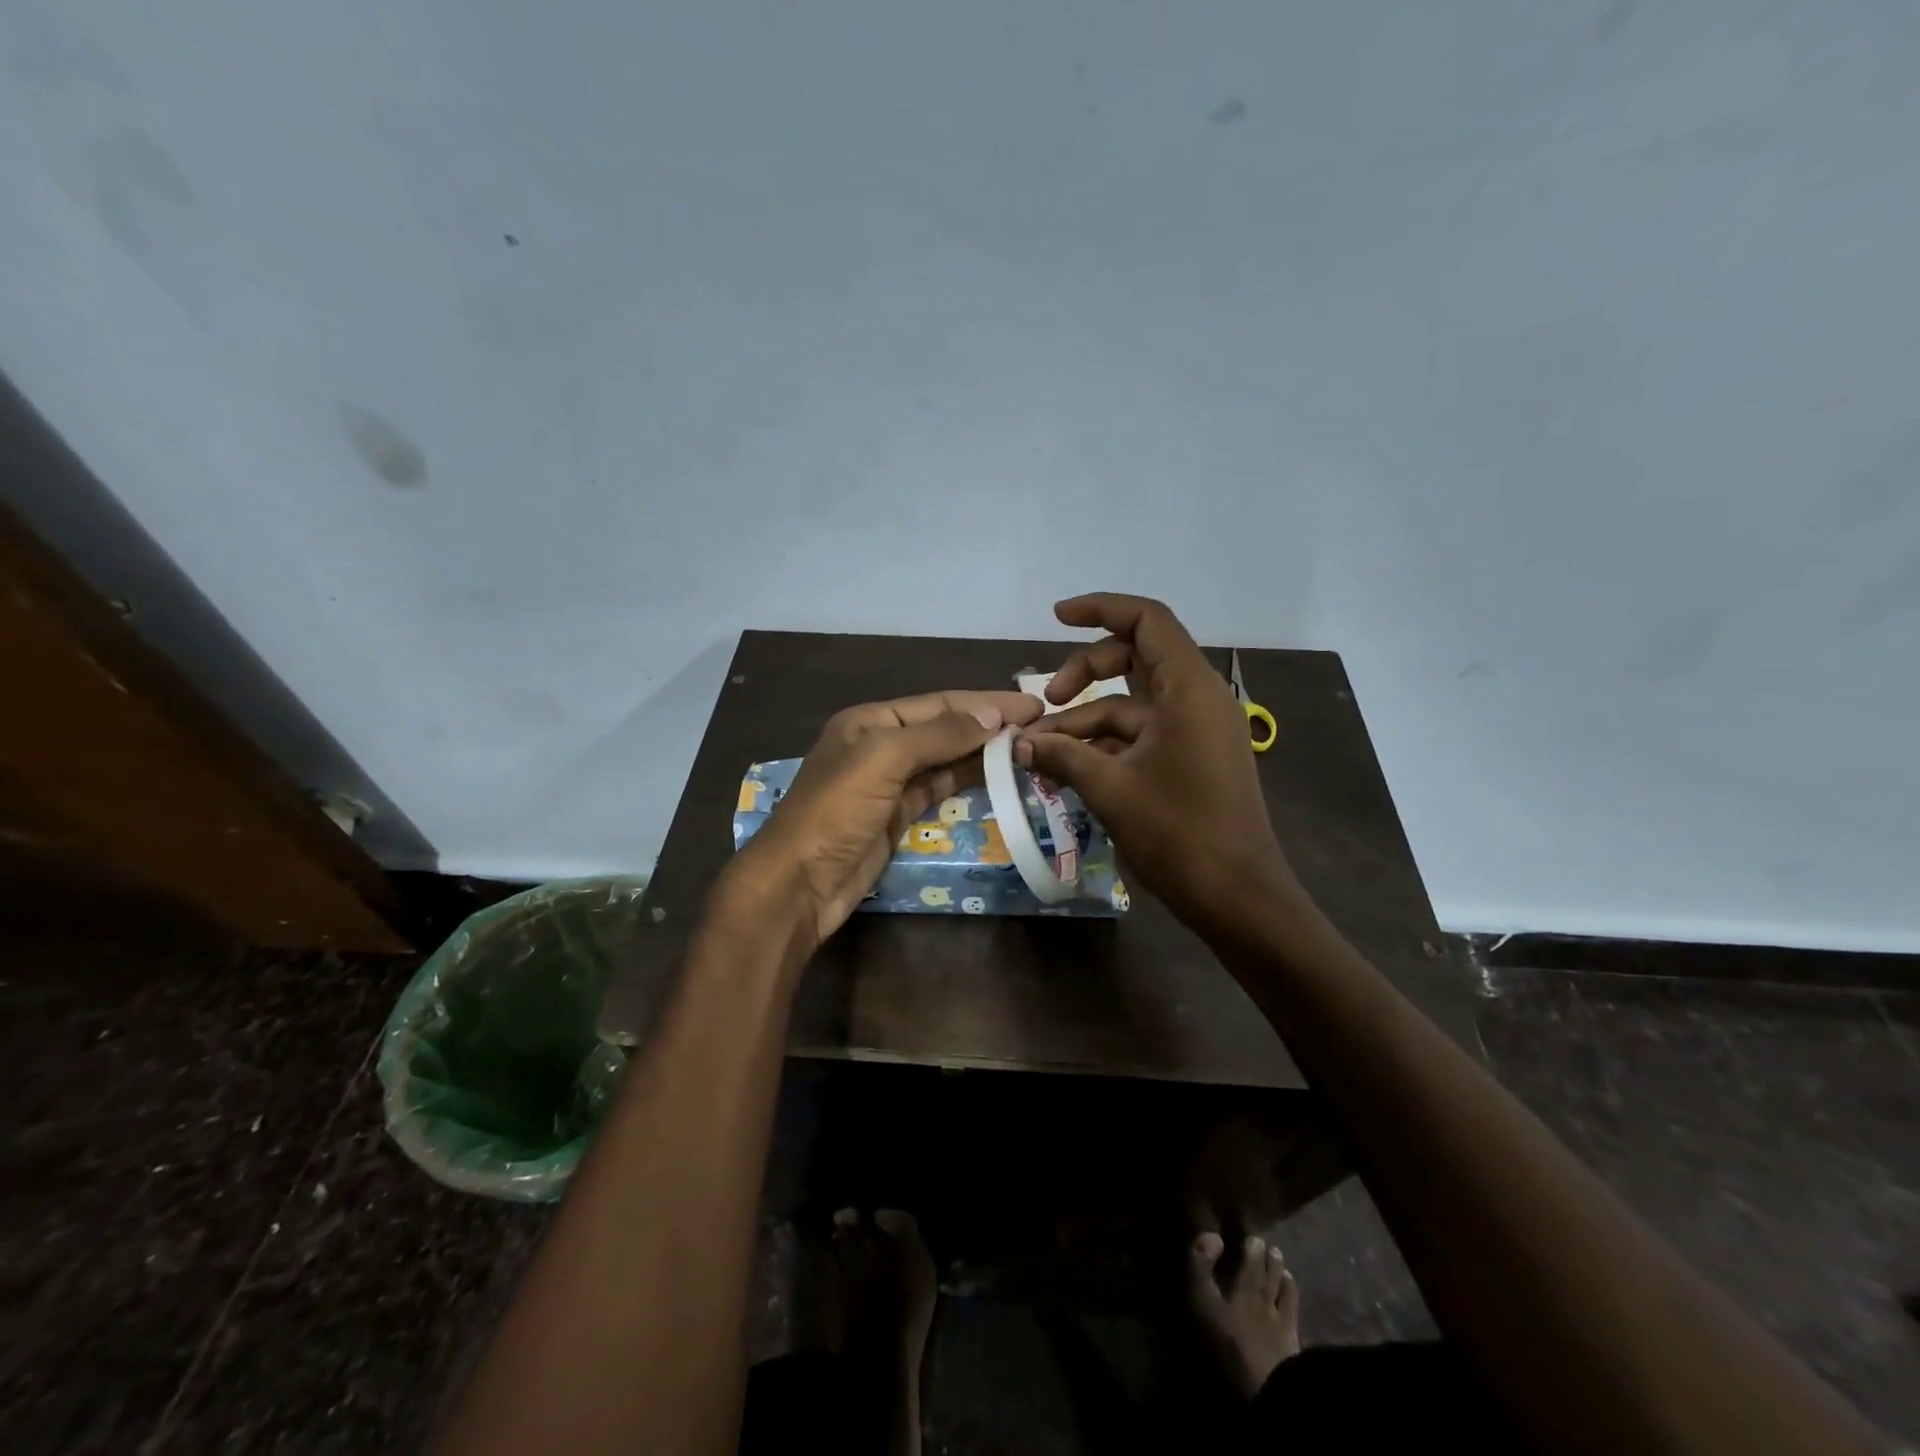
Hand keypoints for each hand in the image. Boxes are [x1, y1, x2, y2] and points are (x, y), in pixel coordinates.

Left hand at [728, 689, 1043, 947]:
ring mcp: (889, 782)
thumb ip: (938, 735)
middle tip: (1039, 726)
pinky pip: (939, 788)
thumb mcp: (883, 759)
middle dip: (988, 725)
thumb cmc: (836, 810)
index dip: (985, 702)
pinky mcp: (897, 815)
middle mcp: (880, 745)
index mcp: (870, 721)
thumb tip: (992, 716)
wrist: (800, 882)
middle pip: (944, 728)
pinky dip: (966, 780)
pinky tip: (996, 776)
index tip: (1031, 705)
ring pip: (944, 759)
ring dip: (982, 752)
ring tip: (1027, 748)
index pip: (938, 703)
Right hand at [1018, 593, 1296, 934]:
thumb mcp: (1110, 788)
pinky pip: (1141, 736)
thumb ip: (1061, 756)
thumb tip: (1017, 744)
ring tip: (1039, 752)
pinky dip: (1104, 745)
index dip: (1101, 609)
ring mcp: (1196, 731)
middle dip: (1084, 672)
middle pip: (1134, 658)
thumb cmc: (1179, 833)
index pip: (1147, 621)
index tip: (1056, 617)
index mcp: (1189, 689)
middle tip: (1046, 703)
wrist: (1238, 898)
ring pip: (1132, 705)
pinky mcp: (1191, 760)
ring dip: (1085, 720)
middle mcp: (1197, 699)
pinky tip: (1067, 769)